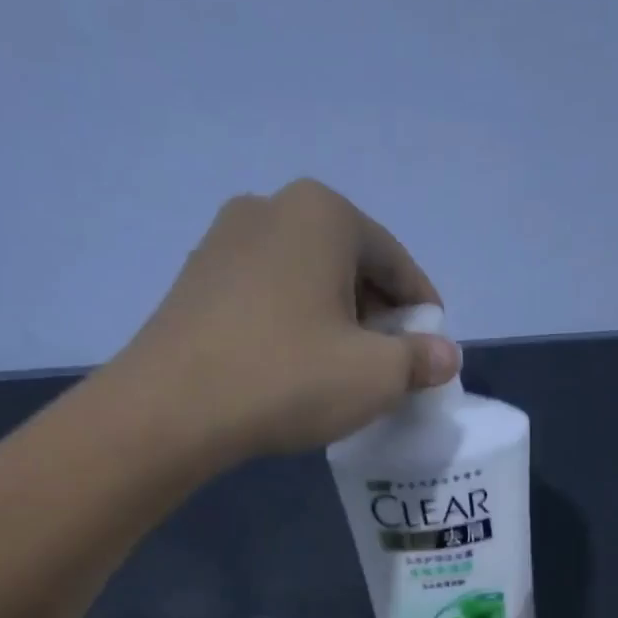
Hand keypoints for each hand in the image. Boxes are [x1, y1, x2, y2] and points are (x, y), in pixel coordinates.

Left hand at [111, 179, 459, 458]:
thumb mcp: (375, 376)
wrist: (171, 409)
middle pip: (347, 263)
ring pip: (303, 280)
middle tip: (388, 364)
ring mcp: (223, 241)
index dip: (421, 307)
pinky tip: (291, 368)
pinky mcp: (194, 281)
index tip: (432, 348)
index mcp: (323, 213)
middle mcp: (271, 208)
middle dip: (376, 314)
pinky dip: (291, 325)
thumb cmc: (287, 378)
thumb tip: (445, 355)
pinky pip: (265, 297)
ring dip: (333, 320)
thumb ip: (420, 360)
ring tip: (340, 371)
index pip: (395, 260)